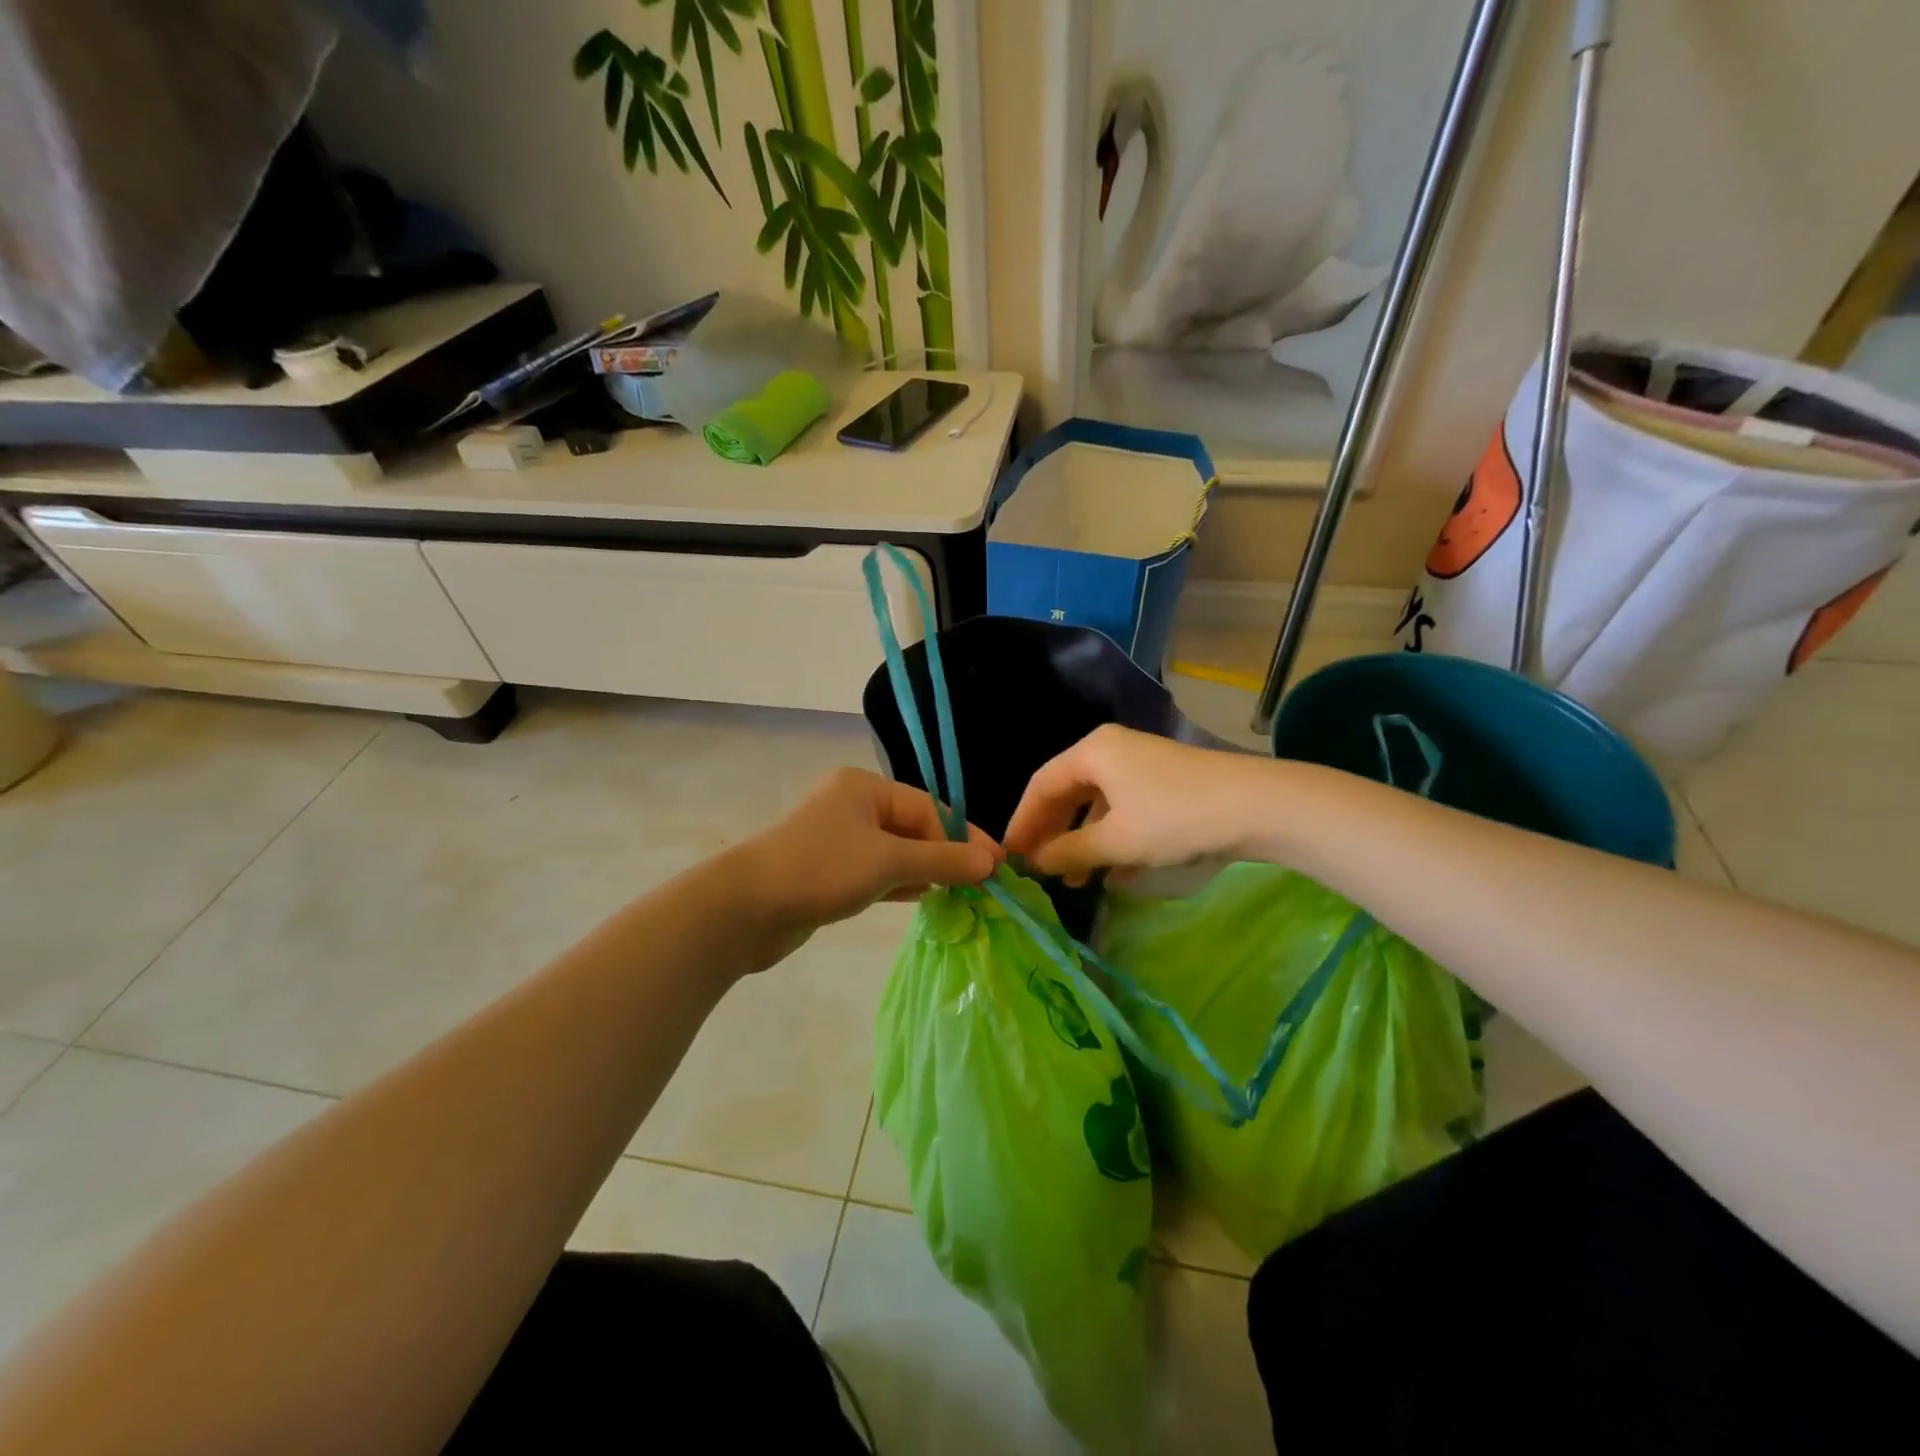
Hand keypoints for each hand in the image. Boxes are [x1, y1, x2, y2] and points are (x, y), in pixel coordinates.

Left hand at [731, 768, 1000, 960]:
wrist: (745, 909)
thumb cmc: (821, 869)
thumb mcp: (888, 862)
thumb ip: (941, 860)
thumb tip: (990, 864)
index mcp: (864, 788)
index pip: (927, 808)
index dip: (963, 837)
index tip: (995, 866)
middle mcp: (852, 806)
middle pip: (913, 828)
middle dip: (945, 855)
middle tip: (981, 885)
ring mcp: (838, 840)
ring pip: (895, 852)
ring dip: (926, 871)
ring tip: (961, 895)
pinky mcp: (829, 872)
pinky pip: (876, 872)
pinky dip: (900, 884)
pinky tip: (925, 899)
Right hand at [1004, 725, 1270, 883]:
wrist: (1258, 806)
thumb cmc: (1175, 817)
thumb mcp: (1116, 840)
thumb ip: (1070, 851)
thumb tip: (1036, 862)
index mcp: (1092, 752)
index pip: (1041, 785)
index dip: (1022, 822)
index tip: (1008, 856)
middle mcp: (1112, 751)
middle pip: (1067, 793)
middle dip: (1052, 833)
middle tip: (1036, 869)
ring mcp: (1141, 766)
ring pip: (1097, 805)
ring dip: (1083, 842)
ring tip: (1074, 881)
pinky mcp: (1165, 784)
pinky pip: (1124, 811)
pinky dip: (1112, 840)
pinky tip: (1115, 875)